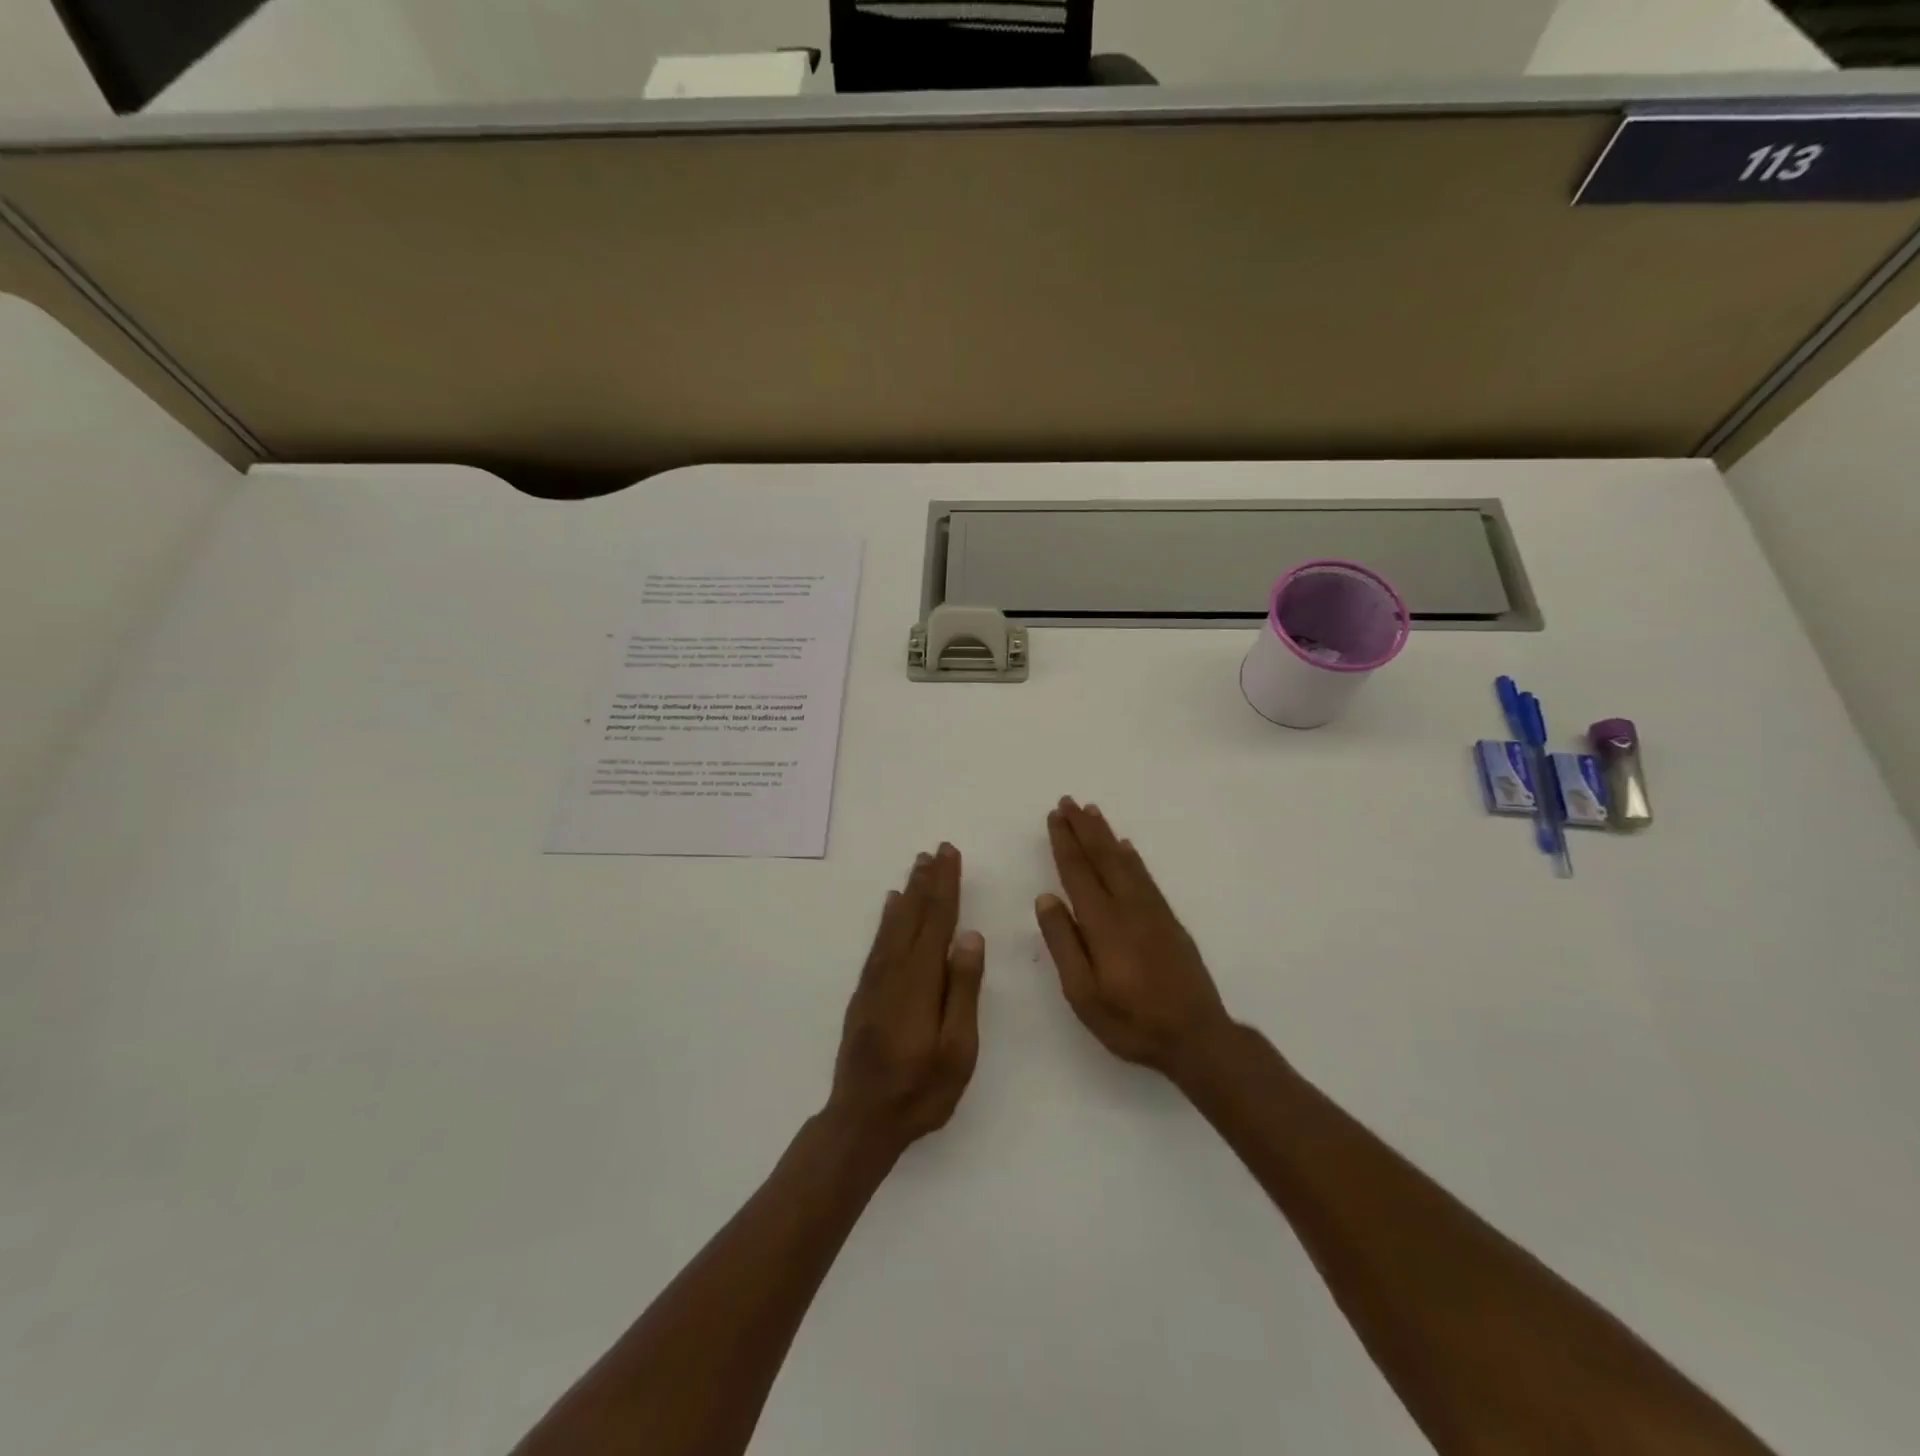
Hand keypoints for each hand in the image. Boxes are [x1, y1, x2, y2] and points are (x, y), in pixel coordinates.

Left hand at [827, 844, 984, 1156]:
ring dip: (908, 892)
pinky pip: (879, 942)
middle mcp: (894, 970)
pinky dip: (887, 918)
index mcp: (921, 980)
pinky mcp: (865, 992)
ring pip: (894, 924)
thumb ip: (963, 990)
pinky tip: (891, 906)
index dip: (946, 886)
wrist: (861, 1119)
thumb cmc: (920, 1090)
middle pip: (913, 915)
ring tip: (918, 865)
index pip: (937, 921)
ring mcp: (875, 981)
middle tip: (937, 850)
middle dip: (928, 881)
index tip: (951, 855)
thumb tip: (971, 936)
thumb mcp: (957, 1049)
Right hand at [1036, 799, 1232, 1079]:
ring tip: (1092, 812)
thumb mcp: (1083, 993)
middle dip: (1083, 828)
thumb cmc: (1131, 1021)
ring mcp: (1152, 912)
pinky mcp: (1169, 921)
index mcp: (1103, 924)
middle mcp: (1128, 908)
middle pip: (1103, 858)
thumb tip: (1046, 898)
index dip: (1064, 843)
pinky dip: (1132, 857)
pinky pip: (1145, 876)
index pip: (1078, 872)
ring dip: (1106, 835)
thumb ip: (1064, 943)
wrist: (1196, 1037)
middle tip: (1068, 801)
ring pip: (1125, 862)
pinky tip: (1126, 848)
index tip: (1054, 816)